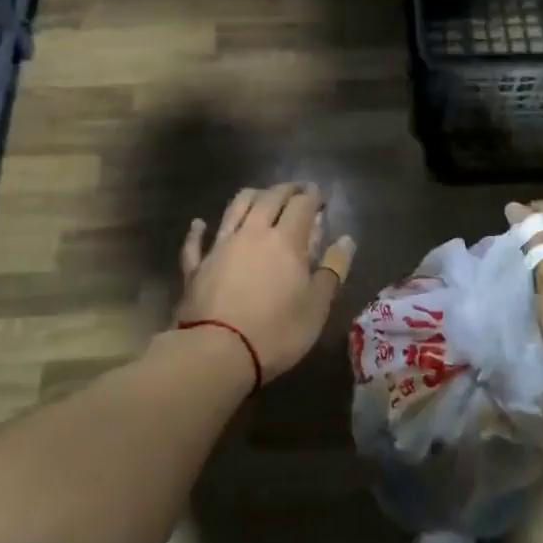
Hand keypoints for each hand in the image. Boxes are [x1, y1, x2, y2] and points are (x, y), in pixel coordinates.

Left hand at [176, 183, 355, 380]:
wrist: (216, 352)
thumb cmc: (276, 331)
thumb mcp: (317, 306)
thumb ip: (333, 270)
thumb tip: (346, 240)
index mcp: (286, 240)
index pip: (302, 205)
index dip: (313, 197)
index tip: (319, 197)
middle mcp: (253, 233)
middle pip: (269, 198)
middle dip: (286, 190)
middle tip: (296, 190)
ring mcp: (221, 246)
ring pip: (235, 207)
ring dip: (250, 196)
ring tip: (260, 196)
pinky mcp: (196, 266)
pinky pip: (196, 241)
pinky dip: (199, 230)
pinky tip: (200, 224)